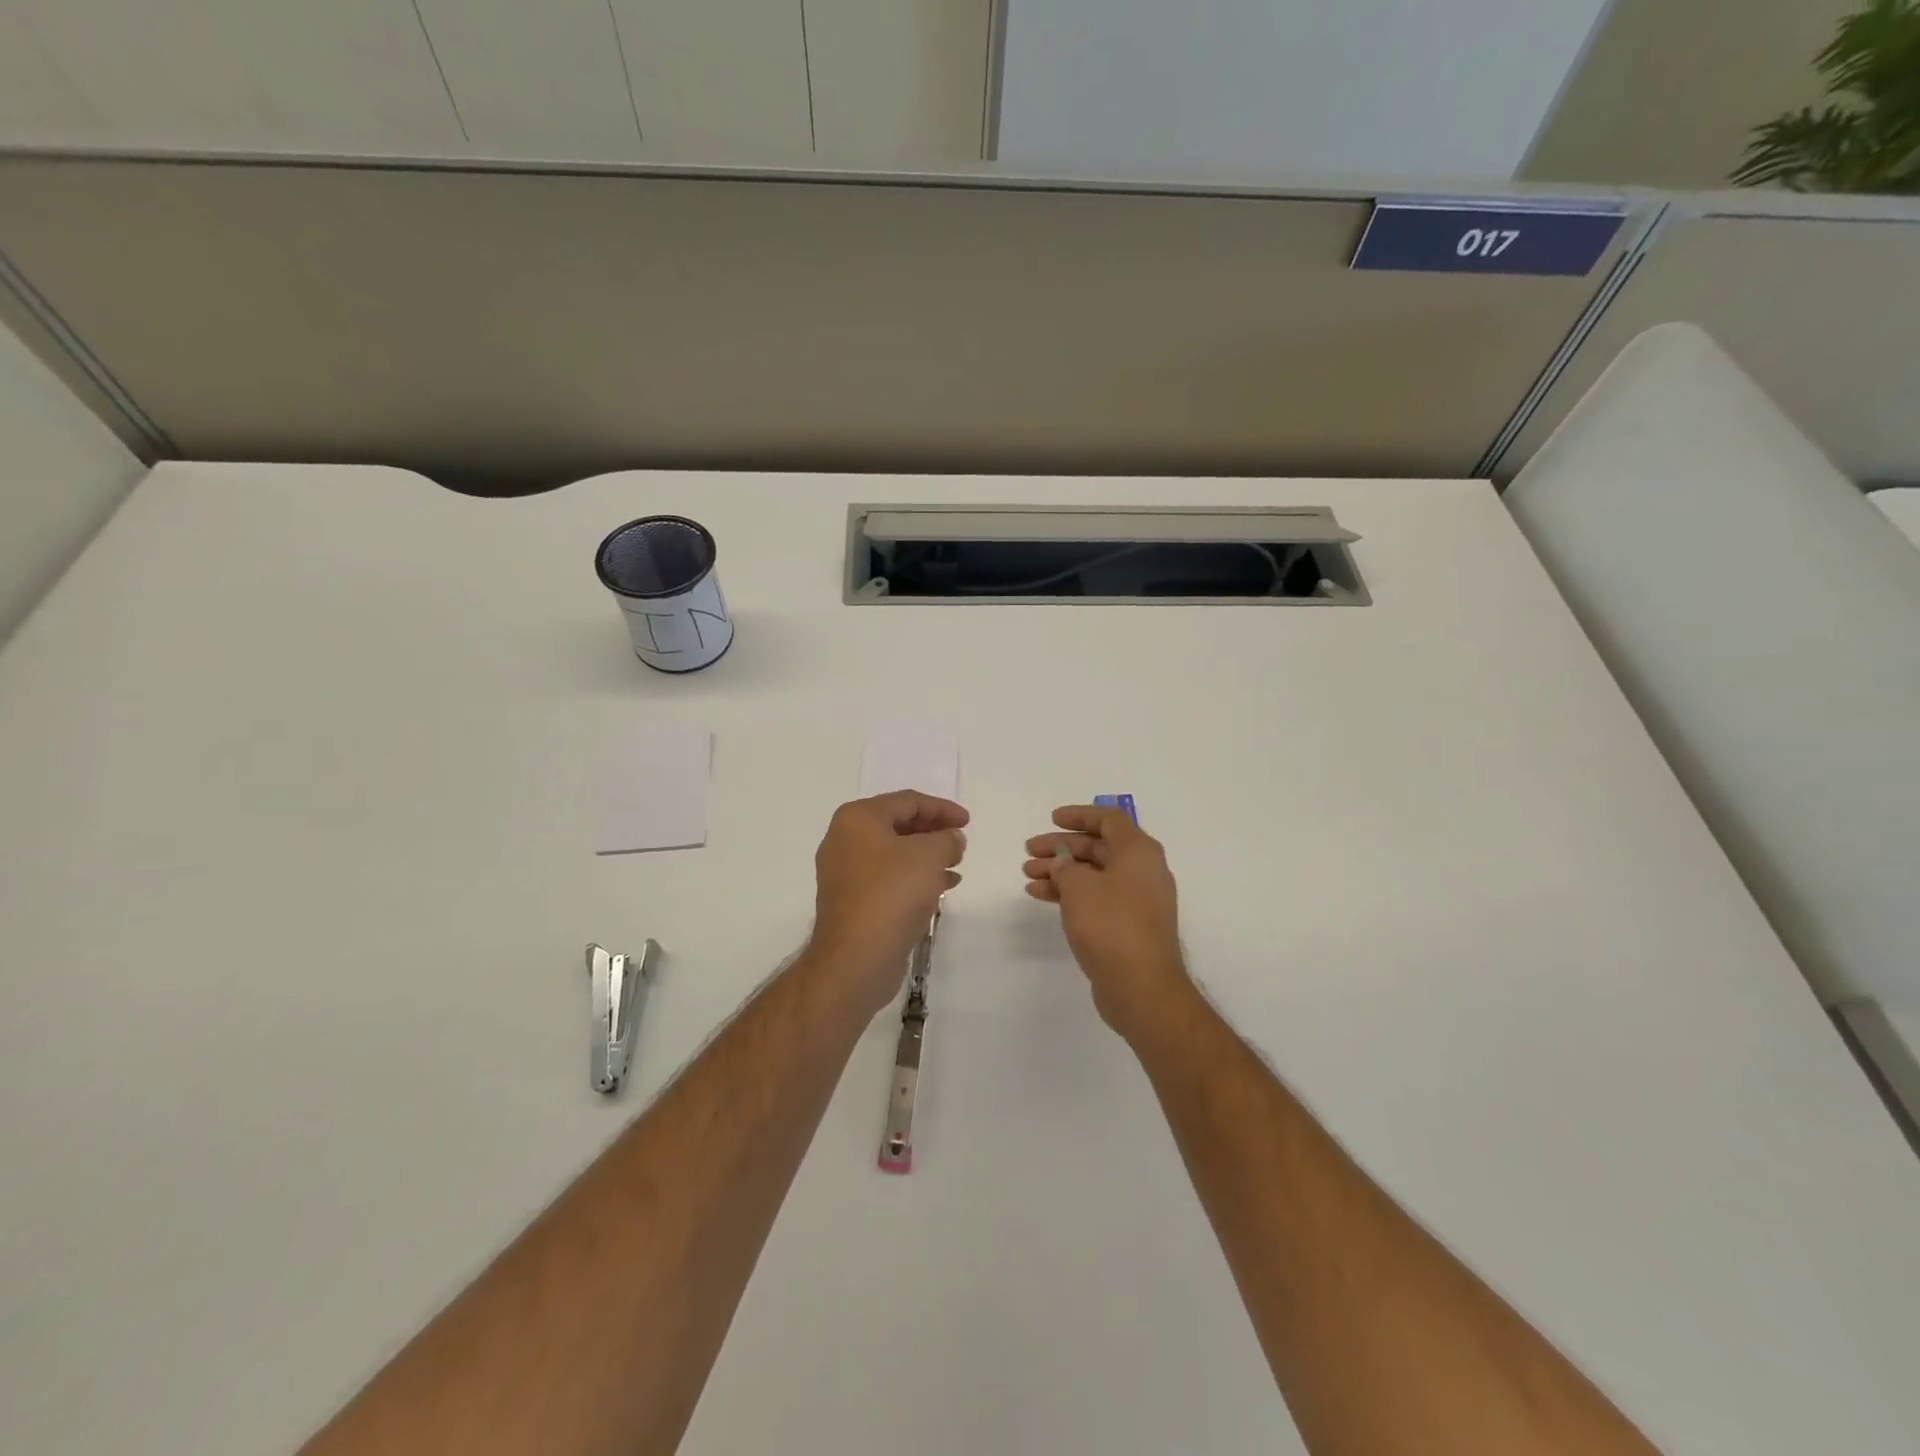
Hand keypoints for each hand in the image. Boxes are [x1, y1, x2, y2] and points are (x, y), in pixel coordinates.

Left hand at [808, 791, 967, 1014]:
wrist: (856, 957)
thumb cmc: (892, 893)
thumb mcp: (930, 856)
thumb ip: (948, 838)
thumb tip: (952, 838)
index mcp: (858, 818)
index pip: (907, 801)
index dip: (942, 808)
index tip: (968, 822)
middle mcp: (845, 840)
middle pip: (898, 825)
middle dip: (933, 832)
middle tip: (960, 842)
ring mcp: (845, 873)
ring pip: (894, 854)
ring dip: (927, 856)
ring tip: (956, 865)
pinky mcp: (852, 902)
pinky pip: (888, 879)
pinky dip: (914, 878)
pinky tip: (942, 888)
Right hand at [1024, 805, 1189, 1040]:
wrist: (1142, 987)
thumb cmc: (1111, 925)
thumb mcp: (1079, 886)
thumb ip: (1066, 866)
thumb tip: (1064, 864)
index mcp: (1138, 852)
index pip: (1109, 819)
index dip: (1079, 815)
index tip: (1052, 819)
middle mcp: (1142, 871)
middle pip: (1097, 847)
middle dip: (1061, 847)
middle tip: (1029, 850)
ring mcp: (1136, 900)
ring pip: (1093, 874)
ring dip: (1060, 871)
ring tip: (1027, 874)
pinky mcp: (1127, 925)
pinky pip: (1095, 898)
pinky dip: (1069, 893)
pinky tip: (1040, 896)